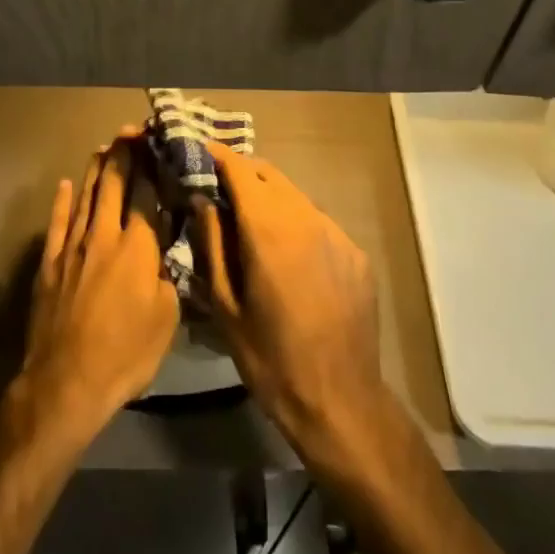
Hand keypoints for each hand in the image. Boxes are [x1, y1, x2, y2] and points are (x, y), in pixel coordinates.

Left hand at [17, 132, 179, 441]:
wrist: (67, 382)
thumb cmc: (126, 354)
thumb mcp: (166, 318)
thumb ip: (167, 275)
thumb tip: (164, 251)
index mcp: (137, 247)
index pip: (146, 194)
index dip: (152, 165)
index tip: (157, 143)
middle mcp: (105, 235)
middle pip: (114, 185)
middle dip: (124, 155)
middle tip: (130, 132)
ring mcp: (73, 246)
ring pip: (86, 196)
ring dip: (96, 170)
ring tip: (104, 148)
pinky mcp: (50, 263)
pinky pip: (57, 223)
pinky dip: (61, 202)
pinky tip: (64, 185)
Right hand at [193, 141, 390, 467]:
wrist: (340, 401)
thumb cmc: (270, 358)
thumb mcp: (225, 305)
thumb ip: (211, 244)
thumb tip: (202, 200)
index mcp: (268, 229)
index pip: (240, 169)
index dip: (218, 156)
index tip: (200, 152)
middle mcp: (305, 218)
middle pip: (269, 174)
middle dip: (242, 173)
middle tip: (220, 188)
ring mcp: (335, 233)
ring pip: (295, 196)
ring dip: (270, 197)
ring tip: (250, 222)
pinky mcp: (354, 252)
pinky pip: (318, 222)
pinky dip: (296, 223)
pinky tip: (288, 256)